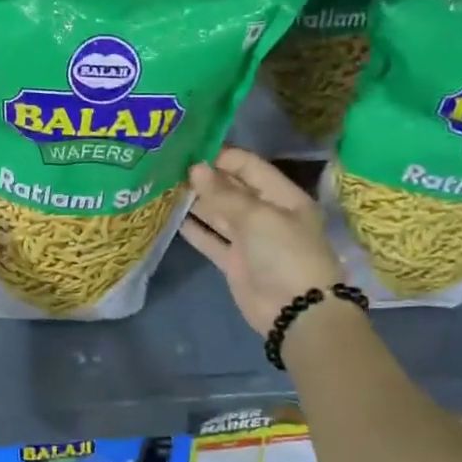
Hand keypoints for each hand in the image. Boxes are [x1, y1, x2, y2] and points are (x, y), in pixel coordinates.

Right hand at [181, 148, 345, 335]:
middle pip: (232, 189)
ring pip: (219, 214)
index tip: (190, 150)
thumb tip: (195, 168)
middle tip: (170, 166)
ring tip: (165, 187)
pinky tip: (172, 216)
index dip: (222, 157)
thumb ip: (223, 193)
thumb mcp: (257, 217)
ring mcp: (249, 239)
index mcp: (283, 197)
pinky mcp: (234, 261)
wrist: (296, 312)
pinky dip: (194, 229)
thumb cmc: (284, 254)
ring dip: (196, 202)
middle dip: (205, 178)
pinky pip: (211, 239)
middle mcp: (266, 214)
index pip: (250, 167)